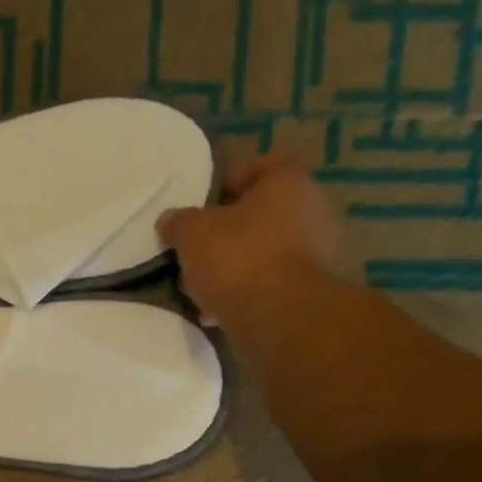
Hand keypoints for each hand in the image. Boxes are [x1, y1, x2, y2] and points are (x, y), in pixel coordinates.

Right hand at [157, 149, 339, 324]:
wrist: (276, 316)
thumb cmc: (237, 258)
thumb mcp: (193, 234)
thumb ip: (178, 222)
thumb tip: (169, 219)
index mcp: (286, 182)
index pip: (258, 165)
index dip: (225, 182)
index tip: (200, 206)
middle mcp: (308, 209)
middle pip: (258, 213)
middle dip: (225, 231)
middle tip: (195, 249)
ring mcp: (312, 251)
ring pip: (261, 250)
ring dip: (232, 265)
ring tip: (201, 286)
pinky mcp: (304, 288)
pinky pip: (267, 282)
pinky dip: (243, 291)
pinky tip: (216, 310)